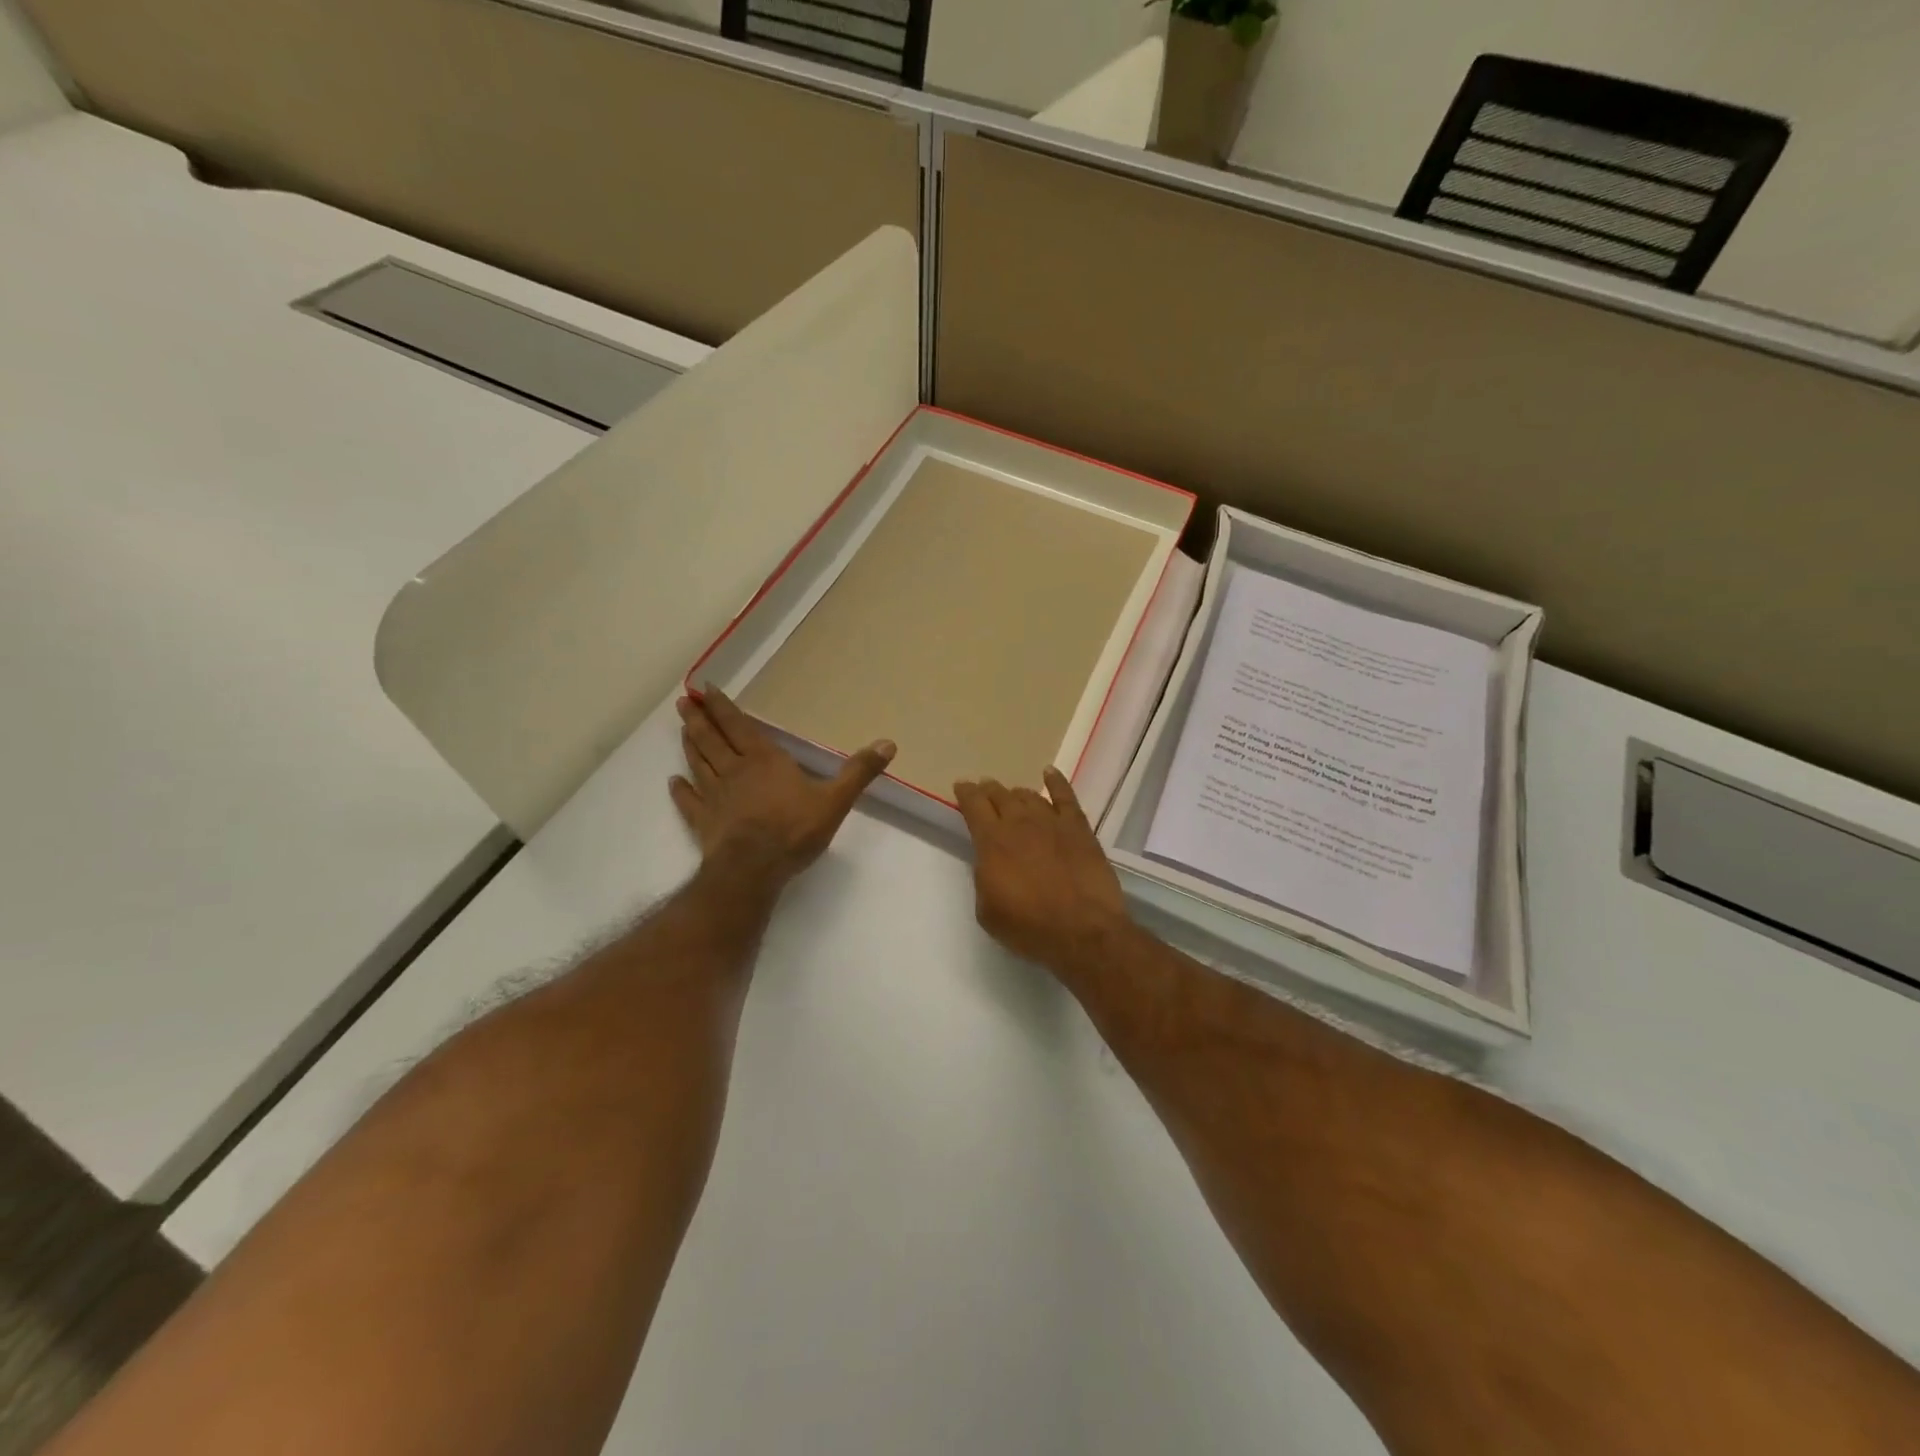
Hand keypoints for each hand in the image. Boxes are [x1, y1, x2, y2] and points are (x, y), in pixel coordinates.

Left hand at [671, 689, 894, 884]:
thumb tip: (889, 744)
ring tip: (682, 730)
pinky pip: (688, 802)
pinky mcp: (703, 822)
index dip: (723, 707)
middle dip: (699, 719)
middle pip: (712, 739)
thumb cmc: (794, 830)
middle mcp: (734, 771)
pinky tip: (673, 782)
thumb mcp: (835, 800)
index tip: (704, 689)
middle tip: (683, 702)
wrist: (754, 869)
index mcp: (764, 760)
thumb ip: (859, 772)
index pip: (739, 726)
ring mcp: (714, 797)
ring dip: (689, 746)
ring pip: (698, 764)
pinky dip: (680, 791)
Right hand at [954, 768, 1133, 976]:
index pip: (974, 805)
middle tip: (985, 789)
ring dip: (1017, 793)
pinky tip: (1049, 773)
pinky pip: (1065, 796)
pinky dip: (1056, 781)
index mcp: (992, 841)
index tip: (962, 786)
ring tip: (1013, 794)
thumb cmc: (1029, 927)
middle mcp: (1020, 822)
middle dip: (989, 790)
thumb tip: (990, 862)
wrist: (1082, 930)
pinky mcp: (1079, 828)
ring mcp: (1052, 821)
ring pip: (1029, 795)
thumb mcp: (988, 910)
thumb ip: (984, 878)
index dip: (966, 793)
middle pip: (1000, 796)